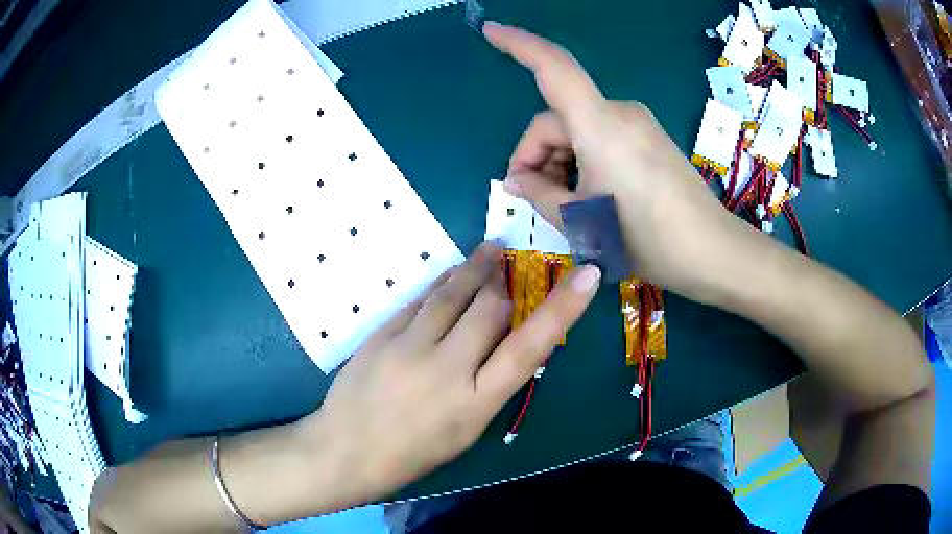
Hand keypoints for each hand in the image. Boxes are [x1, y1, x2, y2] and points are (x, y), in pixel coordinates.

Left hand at [297, 242, 600, 502]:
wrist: (346, 450)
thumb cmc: (414, 453)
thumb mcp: (466, 430)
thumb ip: (489, 384)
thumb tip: (508, 341)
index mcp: (475, 403)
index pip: (529, 348)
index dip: (562, 309)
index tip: (588, 275)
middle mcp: (446, 368)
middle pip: (490, 307)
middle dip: (506, 285)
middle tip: (511, 266)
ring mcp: (409, 347)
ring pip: (453, 293)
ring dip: (476, 268)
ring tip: (491, 250)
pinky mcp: (382, 334)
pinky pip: (421, 299)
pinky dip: (442, 284)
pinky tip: (450, 276)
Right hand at [484, 23, 748, 299]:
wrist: (710, 251)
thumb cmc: (645, 238)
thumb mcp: (580, 220)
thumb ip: (538, 194)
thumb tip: (515, 180)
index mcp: (599, 124)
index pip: (553, 67)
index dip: (517, 43)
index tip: (489, 29)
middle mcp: (618, 112)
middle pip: (558, 119)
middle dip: (537, 157)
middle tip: (533, 199)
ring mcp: (637, 124)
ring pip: (578, 131)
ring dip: (561, 163)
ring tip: (567, 207)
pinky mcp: (649, 138)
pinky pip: (601, 138)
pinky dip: (584, 161)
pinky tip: (589, 196)